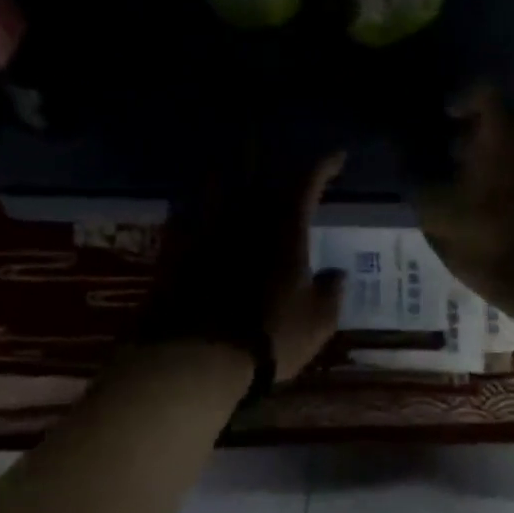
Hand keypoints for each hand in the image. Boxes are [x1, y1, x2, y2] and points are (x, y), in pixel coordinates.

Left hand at [143, 150, 346, 381]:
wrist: (200, 358)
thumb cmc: (270, 338)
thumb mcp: (318, 323)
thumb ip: (331, 293)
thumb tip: (337, 274)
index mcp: (286, 231)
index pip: (307, 182)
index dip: (323, 165)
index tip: (336, 158)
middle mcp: (246, 219)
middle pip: (257, 172)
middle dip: (267, 159)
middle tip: (272, 154)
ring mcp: (207, 231)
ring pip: (215, 185)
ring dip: (225, 172)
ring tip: (227, 169)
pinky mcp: (177, 250)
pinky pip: (182, 215)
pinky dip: (190, 207)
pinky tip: (189, 210)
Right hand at [414, 87, 513, 340]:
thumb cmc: (492, 243)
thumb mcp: (438, 217)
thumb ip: (418, 183)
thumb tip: (406, 163)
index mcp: (502, 136)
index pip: (482, 92)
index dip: (460, 100)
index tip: (444, 119)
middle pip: (501, 120)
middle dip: (473, 134)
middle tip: (449, 158)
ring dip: (493, 157)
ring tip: (469, 186)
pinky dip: (513, 176)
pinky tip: (494, 206)